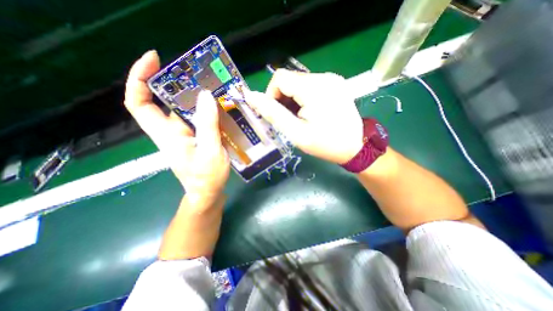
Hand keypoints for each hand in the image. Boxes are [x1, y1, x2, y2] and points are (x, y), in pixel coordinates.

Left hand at [125, 49, 228, 206]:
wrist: (208, 193)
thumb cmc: (207, 177)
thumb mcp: (210, 150)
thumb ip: (207, 124)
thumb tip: (205, 95)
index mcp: (167, 135)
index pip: (139, 103)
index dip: (139, 78)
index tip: (154, 59)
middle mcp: (171, 132)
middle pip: (163, 102)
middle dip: (175, 83)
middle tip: (196, 72)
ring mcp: (183, 136)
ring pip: (183, 111)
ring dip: (194, 97)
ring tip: (212, 88)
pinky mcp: (194, 139)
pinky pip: (196, 120)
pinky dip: (204, 110)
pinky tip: (219, 108)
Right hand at [244, 69, 365, 163]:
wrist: (354, 147)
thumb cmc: (324, 143)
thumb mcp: (295, 132)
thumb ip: (273, 113)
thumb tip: (251, 96)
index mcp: (314, 88)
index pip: (279, 78)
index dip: (271, 95)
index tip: (276, 114)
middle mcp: (324, 77)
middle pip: (290, 79)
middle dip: (283, 99)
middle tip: (289, 119)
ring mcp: (332, 79)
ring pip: (299, 82)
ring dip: (293, 98)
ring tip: (300, 117)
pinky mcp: (336, 83)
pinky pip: (311, 85)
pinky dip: (304, 97)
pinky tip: (310, 111)